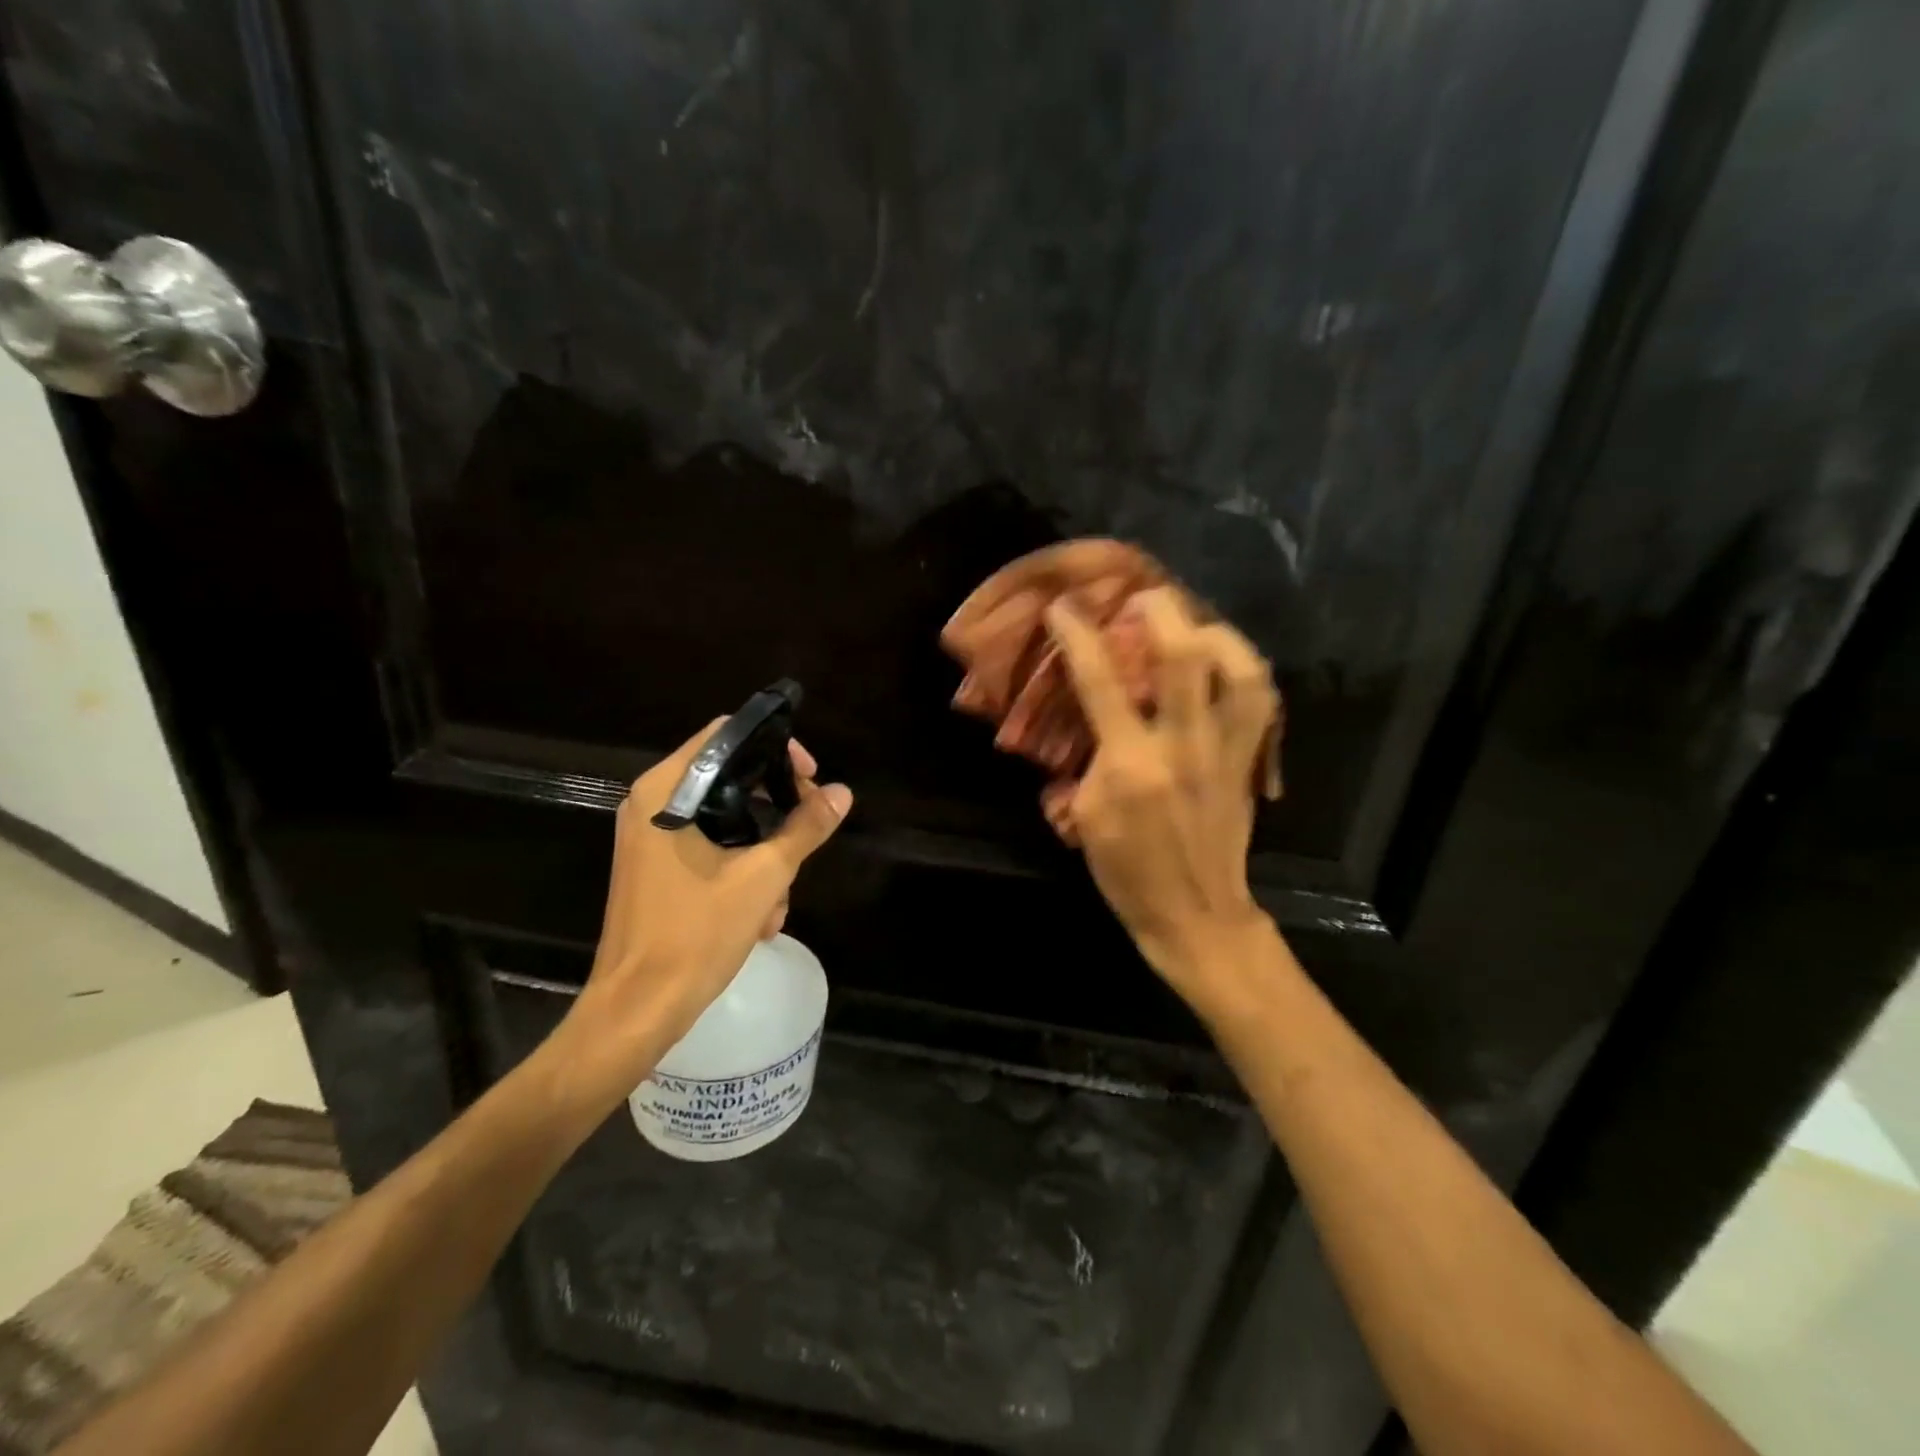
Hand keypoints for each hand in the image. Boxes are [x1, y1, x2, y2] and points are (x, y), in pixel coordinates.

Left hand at [557, 719, 852, 1095]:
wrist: (638, 1009)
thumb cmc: (695, 935)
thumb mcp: (764, 878)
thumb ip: (805, 828)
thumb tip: (842, 792)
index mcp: (666, 793)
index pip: (726, 736)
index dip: (775, 747)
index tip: (809, 777)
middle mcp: (653, 805)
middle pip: (729, 777)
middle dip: (777, 808)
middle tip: (811, 830)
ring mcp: (652, 839)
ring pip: (726, 819)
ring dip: (764, 851)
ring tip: (781, 899)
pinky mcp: (658, 868)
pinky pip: (710, 848)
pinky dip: (741, 870)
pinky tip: (763, 915)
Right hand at [1045, 588, 1280, 1003]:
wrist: (1195, 914)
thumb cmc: (1127, 872)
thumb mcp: (1084, 818)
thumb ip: (1088, 761)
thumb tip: (1091, 718)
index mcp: (1131, 764)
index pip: (1100, 683)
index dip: (1078, 636)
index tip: (1065, 608)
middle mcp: (1183, 745)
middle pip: (1183, 656)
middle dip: (1161, 611)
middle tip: (1142, 595)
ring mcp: (1224, 750)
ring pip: (1238, 669)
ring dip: (1214, 632)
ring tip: (1192, 621)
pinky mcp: (1248, 759)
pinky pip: (1260, 700)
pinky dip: (1244, 668)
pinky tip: (1226, 660)